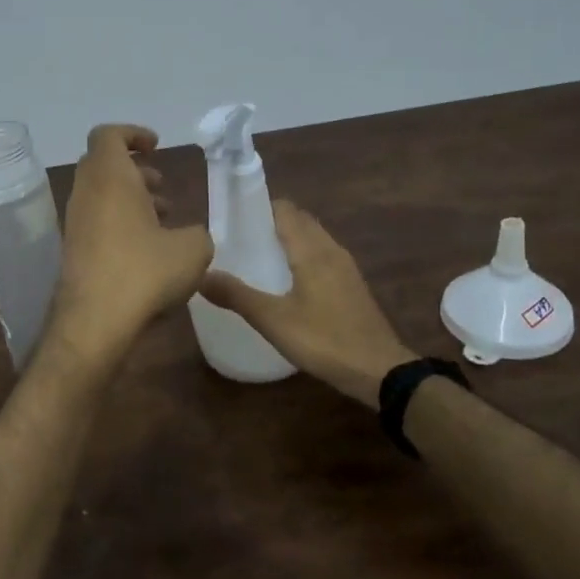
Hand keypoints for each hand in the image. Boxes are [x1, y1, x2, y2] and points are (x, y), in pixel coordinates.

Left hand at [53, 124, 212, 353]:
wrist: (94, 322)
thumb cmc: (144, 271)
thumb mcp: (192, 249)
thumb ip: (197, 233)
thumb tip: (190, 236)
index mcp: (110, 176)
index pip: (109, 135)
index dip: (133, 134)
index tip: (156, 147)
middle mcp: (86, 193)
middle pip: (105, 165)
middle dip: (136, 171)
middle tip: (163, 188)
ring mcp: (75, 222)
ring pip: (101, 196)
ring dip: (131, 200)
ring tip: (164, 221)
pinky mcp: (73, 250)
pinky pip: (98, 222)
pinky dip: (121, 224)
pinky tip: (148, 251)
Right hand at [199, 200, 416, 407]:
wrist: (379, 370)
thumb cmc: (324, 339)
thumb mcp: (273, 320)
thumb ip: (237, 295)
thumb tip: (201, 275)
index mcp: (311, 250)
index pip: (285, 210)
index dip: (260, 208)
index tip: (234, 219)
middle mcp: (331, 249)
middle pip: (300, 221)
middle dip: (272, 224)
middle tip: (241, 241)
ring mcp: (346, 267)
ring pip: (314, 239)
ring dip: (289, 241)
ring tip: (259, 259)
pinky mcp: (352, 285)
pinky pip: (323, 257)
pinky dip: (303, 258)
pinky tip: (288, 283)